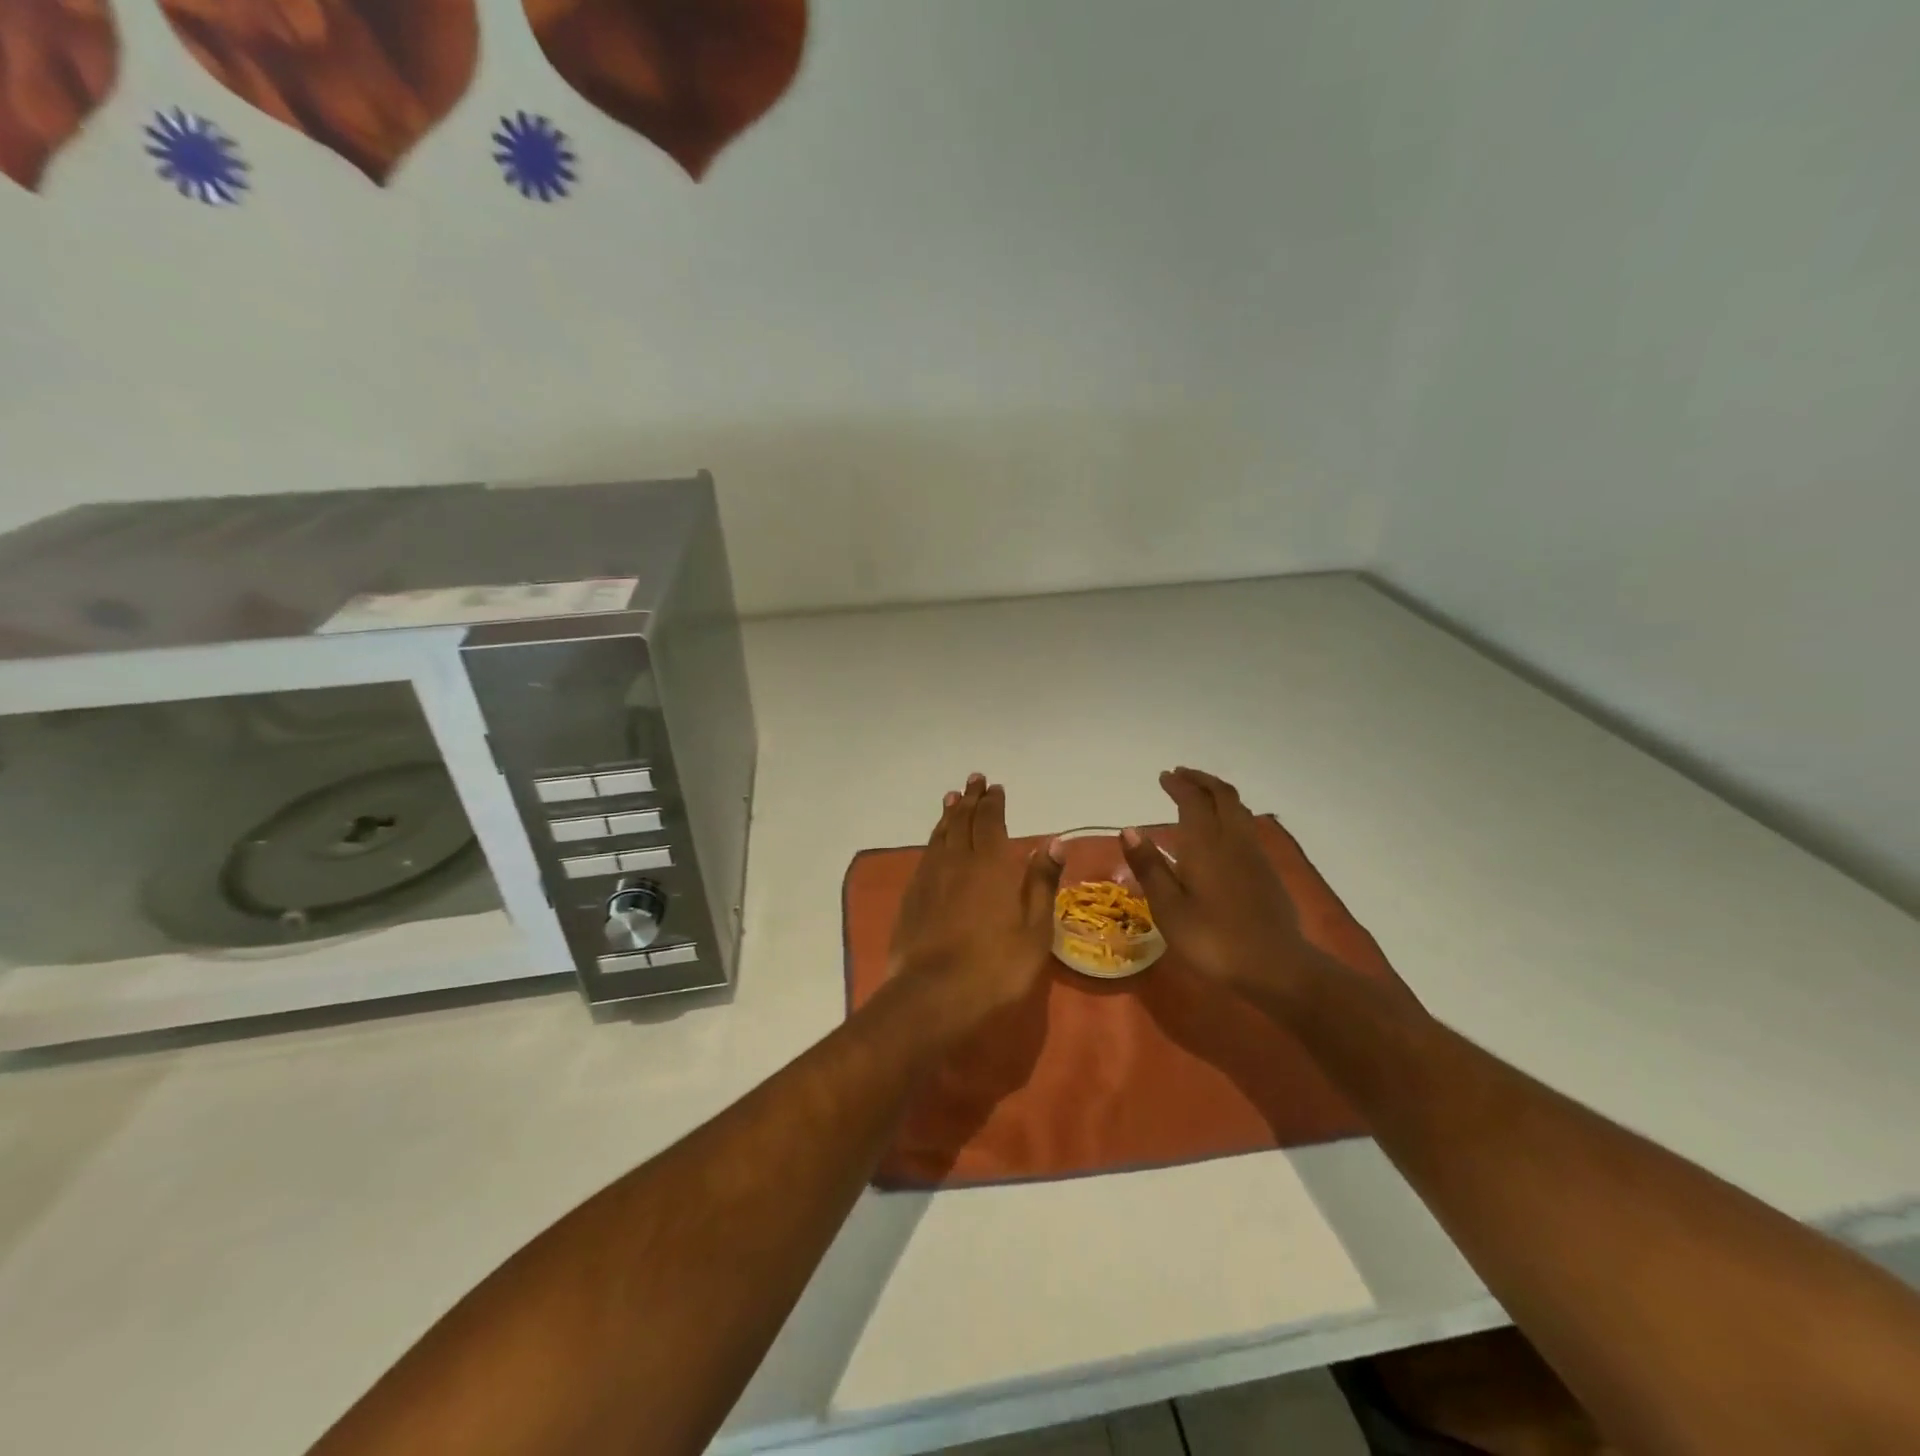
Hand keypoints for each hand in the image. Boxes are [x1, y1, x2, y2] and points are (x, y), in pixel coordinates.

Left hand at [889, 774, 1064, 1027]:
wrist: (933, 994)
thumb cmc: (996, 966)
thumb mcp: (1035, 930)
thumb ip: (1041, 883)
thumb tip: (1054, 843)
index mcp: (992, 865)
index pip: (991, 822)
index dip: (994, 803)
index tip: (996, 788)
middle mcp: (958, 861)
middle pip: (963, 821)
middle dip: (971, 799)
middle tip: (974, 780)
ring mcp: (931, 877)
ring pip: (941, 835)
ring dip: (949, 814)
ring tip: (952, 798)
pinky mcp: (912, 896)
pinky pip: (926, 854)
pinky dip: (933, 839)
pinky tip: (935, 841)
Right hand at [1120, 768, 1330, 1000]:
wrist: (1276, 967)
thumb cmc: (1212, 939)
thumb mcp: (1169, 907)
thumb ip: (1150, 866)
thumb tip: (1129, 829)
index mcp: (1205, 844)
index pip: (1193, 800)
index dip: (1178, 785)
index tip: (1164, 777)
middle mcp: (1232, 840)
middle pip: (1222, 795)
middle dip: (1201, 780)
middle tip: (1181, 776)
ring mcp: (1254, 855)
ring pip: (1239, 809)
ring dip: (1218, 794)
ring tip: (1200, 796)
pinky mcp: (1267, 872)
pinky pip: (1247, 826)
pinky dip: (1230, 814)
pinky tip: (1221, 832)